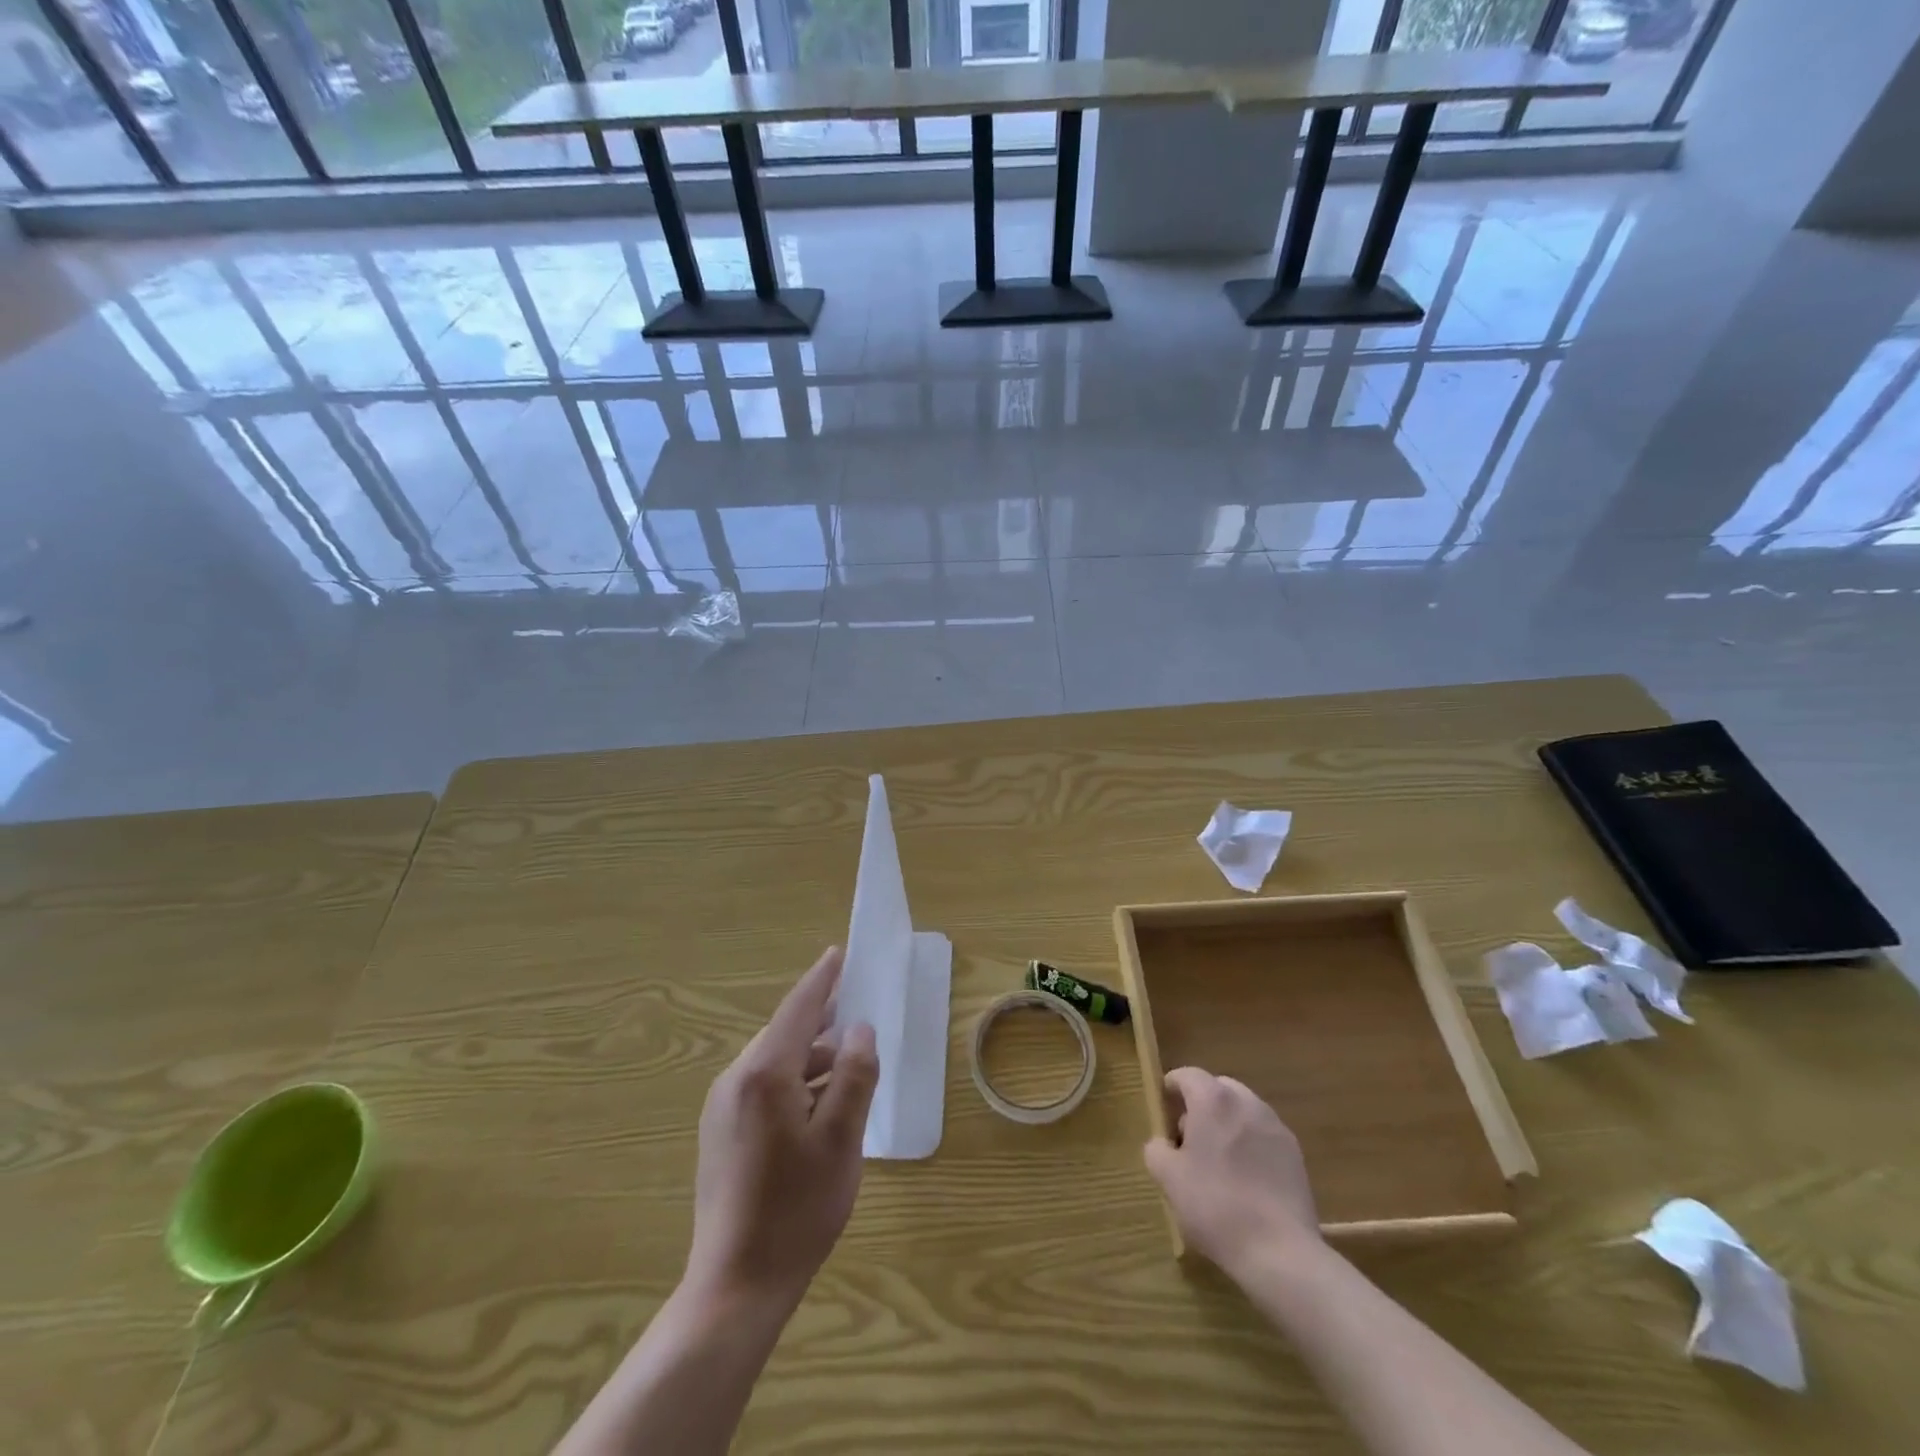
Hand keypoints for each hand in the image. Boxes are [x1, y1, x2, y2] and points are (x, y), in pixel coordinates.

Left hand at [685, 947, 878, 1311]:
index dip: (822, 980)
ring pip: (773, 1063)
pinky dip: (792, 1082)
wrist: (736, 1286)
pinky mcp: (719, 1133)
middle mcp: (735, 1080)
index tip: (839, 953)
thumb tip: (860, 1031)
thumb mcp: (842, 1138)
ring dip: (809, 1058)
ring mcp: (721, 1108)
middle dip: (821, 1022)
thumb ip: (854, 1075)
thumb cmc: (797, 1208)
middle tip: (856, 1017)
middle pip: (784, 1034)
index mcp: (764, 1074)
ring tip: (846, 1068)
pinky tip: (817, 1105)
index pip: (798, 1008)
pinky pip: (761, 1087)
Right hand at [1143, 1067, 1321, 1276]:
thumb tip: (1164, 1143)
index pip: (1186, 1075)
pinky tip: (1246, 1181)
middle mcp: (1246, 1102)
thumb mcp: (1168, 1179)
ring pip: (1243, 1111)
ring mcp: (1275, 1126)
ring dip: (1227, 1124)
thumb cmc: (1215, 1207)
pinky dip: (1250, 1145)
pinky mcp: (1295, 1153)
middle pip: (1217, 1088)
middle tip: (1189, 1140)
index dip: (1171, 1089)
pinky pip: (1263, 1135)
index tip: (1163, 1113)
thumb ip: (1157, 1149)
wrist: (1280, 1252)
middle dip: (1200, 1106)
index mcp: (1213, 1099)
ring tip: (1219, 1163)